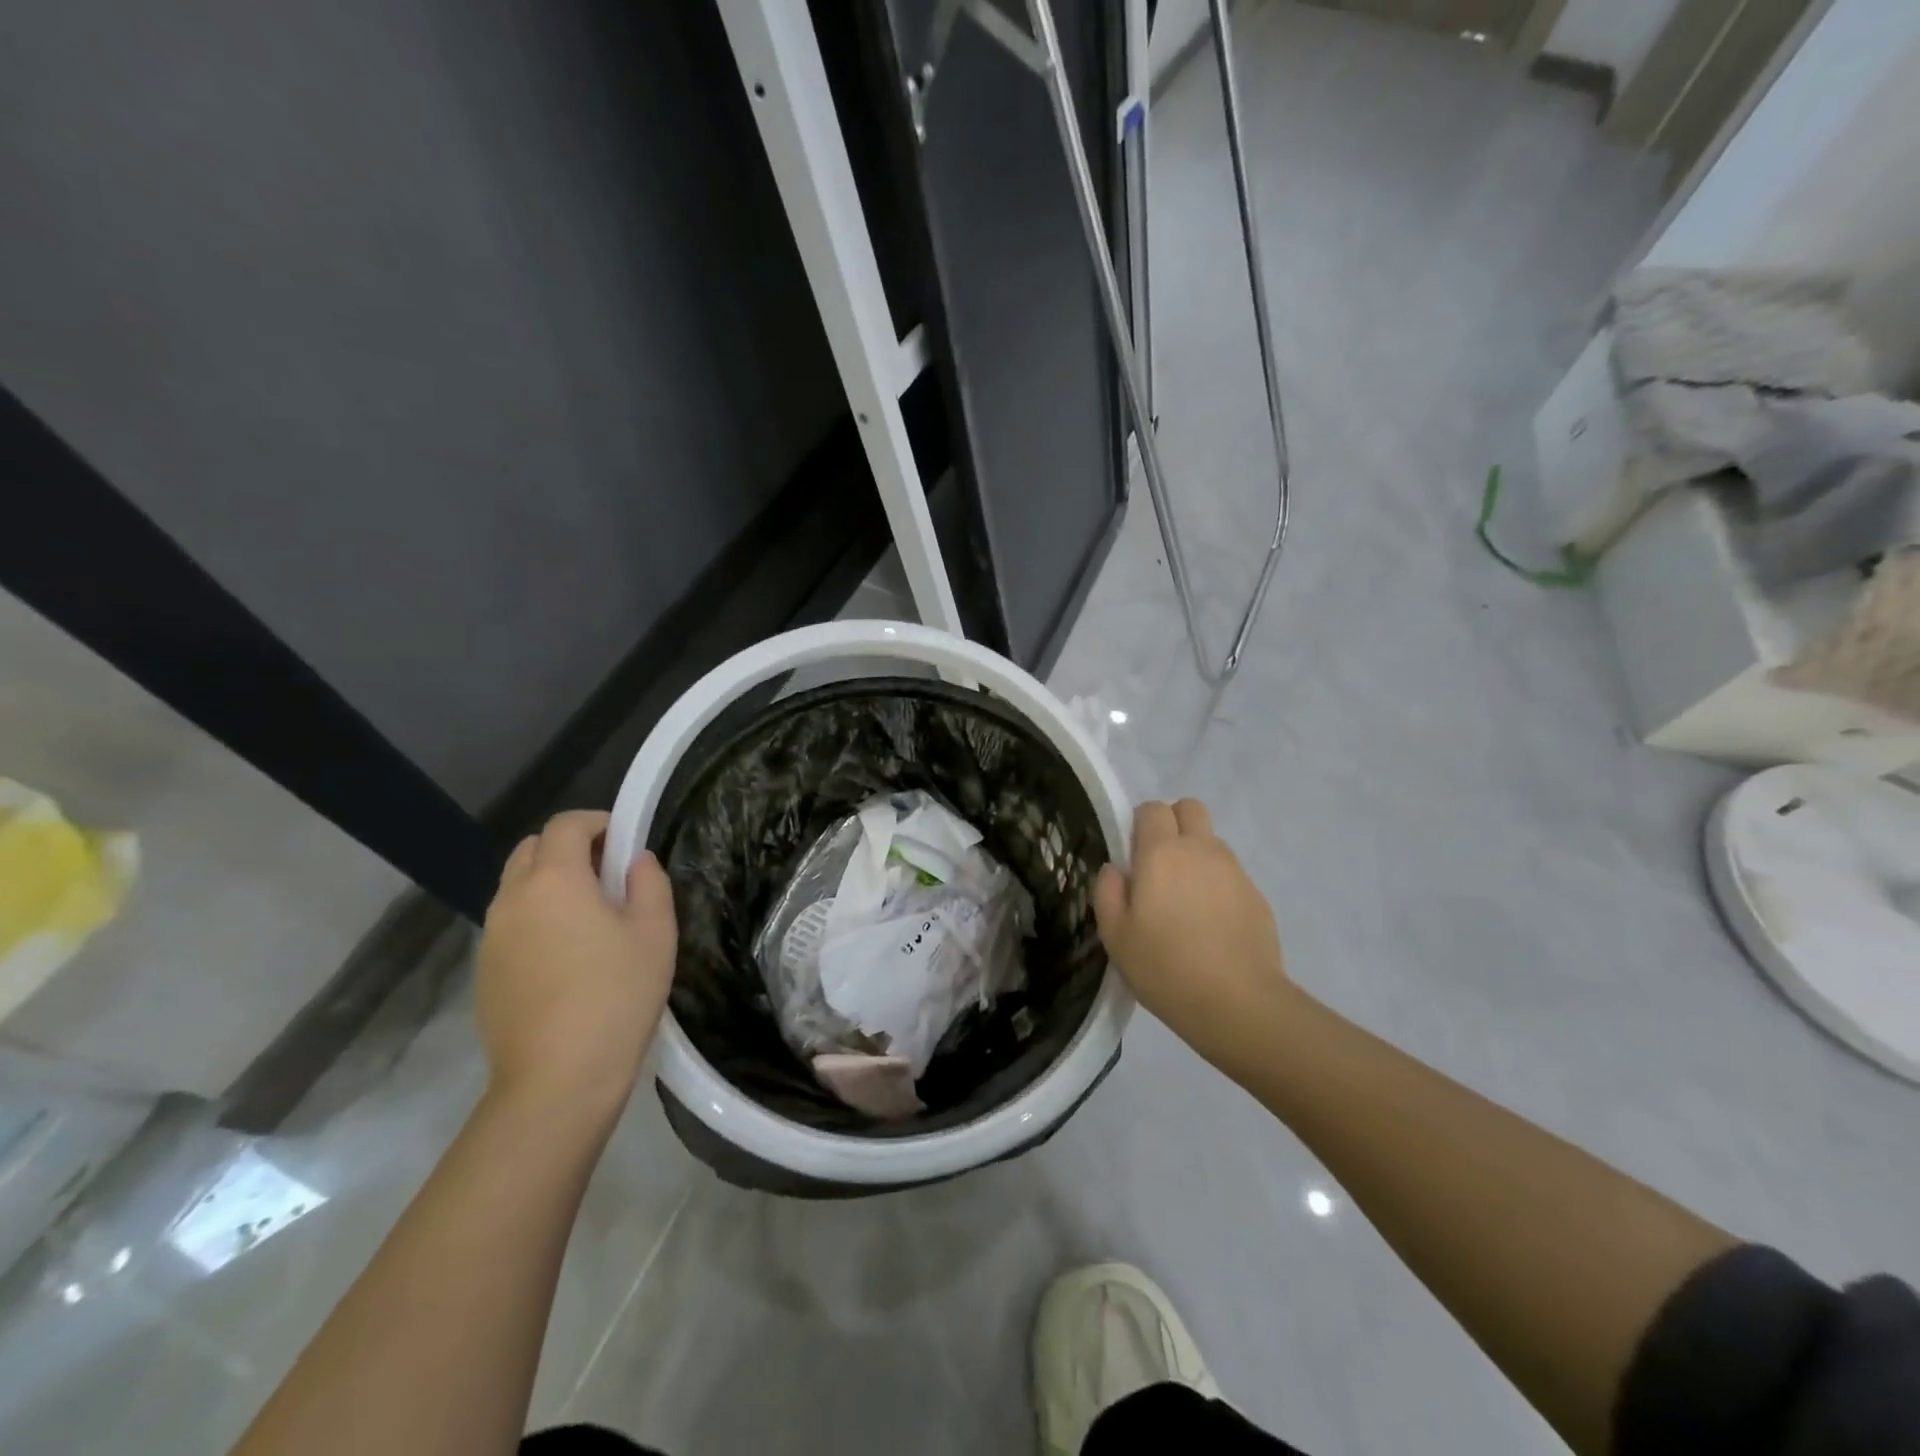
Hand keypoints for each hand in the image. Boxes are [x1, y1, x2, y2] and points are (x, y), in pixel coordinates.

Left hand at [477, 810, 676, 1113]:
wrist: (557, 1079)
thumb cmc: (617, 995)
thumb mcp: (655, 932)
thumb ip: (649, 883)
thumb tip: (636, 862)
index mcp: (554, 880)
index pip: (565, 825)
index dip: (597, 822)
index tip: (625, 842)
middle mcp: (512, 899)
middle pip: (532, 850)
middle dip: (569, 848)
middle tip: (608, 875)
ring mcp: (491, 937)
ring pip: (517, 887)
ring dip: (550, 884)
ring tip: (589, 918)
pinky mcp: (484, 972)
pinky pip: (510, 924)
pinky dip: (536, 918)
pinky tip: (566, 956)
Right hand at [1093, 799, 1298, 1073]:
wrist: (1238, 1004)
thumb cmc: (1165, 967)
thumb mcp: (1115, 935)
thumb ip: (1108, 892)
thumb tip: (1115, 869)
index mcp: (1161, 852)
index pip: (1152, 808)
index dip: (1139, 824)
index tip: (1132, 856)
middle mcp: (1200, 849)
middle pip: (1190, 808)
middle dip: (1173, 824)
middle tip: (1159, 865)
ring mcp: (1234, 870)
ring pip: (1211, 841)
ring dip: (1196, 855)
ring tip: (1185, 901)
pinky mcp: (1256, 895)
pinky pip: (1230, 874)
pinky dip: (1217, 885)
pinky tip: (1210, 925)